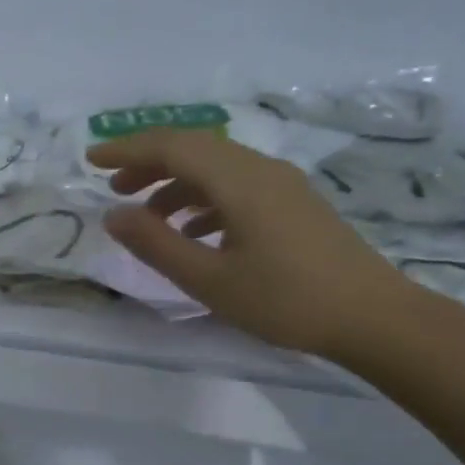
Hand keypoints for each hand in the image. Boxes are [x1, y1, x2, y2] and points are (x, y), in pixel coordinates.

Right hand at [88, 128, 415, 360]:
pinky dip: (204, 200)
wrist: (373, 317)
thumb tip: (113, 215)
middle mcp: (261, 170)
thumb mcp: (209, 279)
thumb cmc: (286, 301)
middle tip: (114, 188)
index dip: (127, 149)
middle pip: (194, 149)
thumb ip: (156, 244)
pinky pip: (237, 187)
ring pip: (217, 168)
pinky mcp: (294, 204)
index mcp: (239, 181)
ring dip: (176, 184)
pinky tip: (194, 231)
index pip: (172, 147)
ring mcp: (282, 185)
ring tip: (148, 216)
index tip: (91, 160)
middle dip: (149, 164)